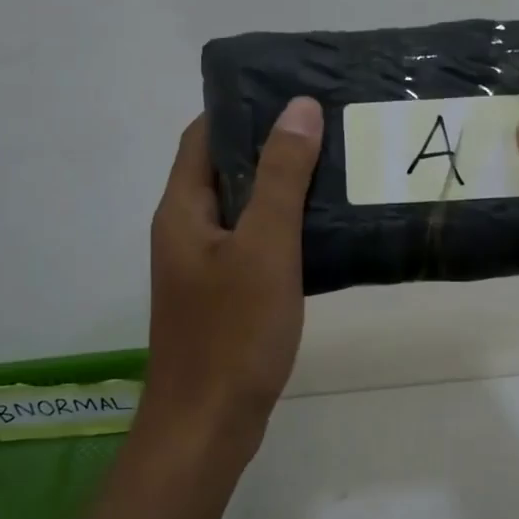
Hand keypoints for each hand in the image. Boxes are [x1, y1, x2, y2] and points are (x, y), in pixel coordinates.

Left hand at [144, 97, 323, 452]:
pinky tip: (325, 229)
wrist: (208, 425)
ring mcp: (203, 266)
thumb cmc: (233, 333)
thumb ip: (280, 177)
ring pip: (243, 209)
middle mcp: (186, 230)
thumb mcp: (264, 247)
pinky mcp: (225, 295)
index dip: (242, 108)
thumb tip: (297, 107)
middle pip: (225, 170)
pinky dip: (284, 228)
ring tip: (336, 167)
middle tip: (328, 126)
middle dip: (271, 145)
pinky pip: (254, 245)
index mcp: (183, 209)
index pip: (204, 135)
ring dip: (281, 187)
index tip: (293, 92)